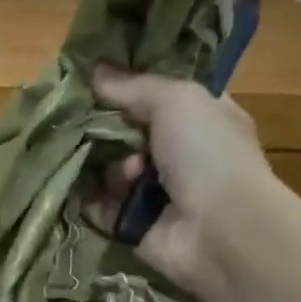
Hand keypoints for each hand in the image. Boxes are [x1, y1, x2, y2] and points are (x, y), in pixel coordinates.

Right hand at [84, 66, 271, 301]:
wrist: (220, 231)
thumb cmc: (207, 154)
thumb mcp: (175, 100)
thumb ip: (132, 86)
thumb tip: (94, 70)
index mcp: (199, 117)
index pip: (155, 96)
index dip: (126, 87)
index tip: (92, 78)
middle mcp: (177, 154)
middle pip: (124, 133)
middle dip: (104, 129)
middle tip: (86, 123)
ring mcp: (154, 192)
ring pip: (109, 169)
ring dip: (109, 168)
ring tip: (128, 175)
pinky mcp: (131, 225)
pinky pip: (97, 207)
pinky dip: (86, 199)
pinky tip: (81, 190)